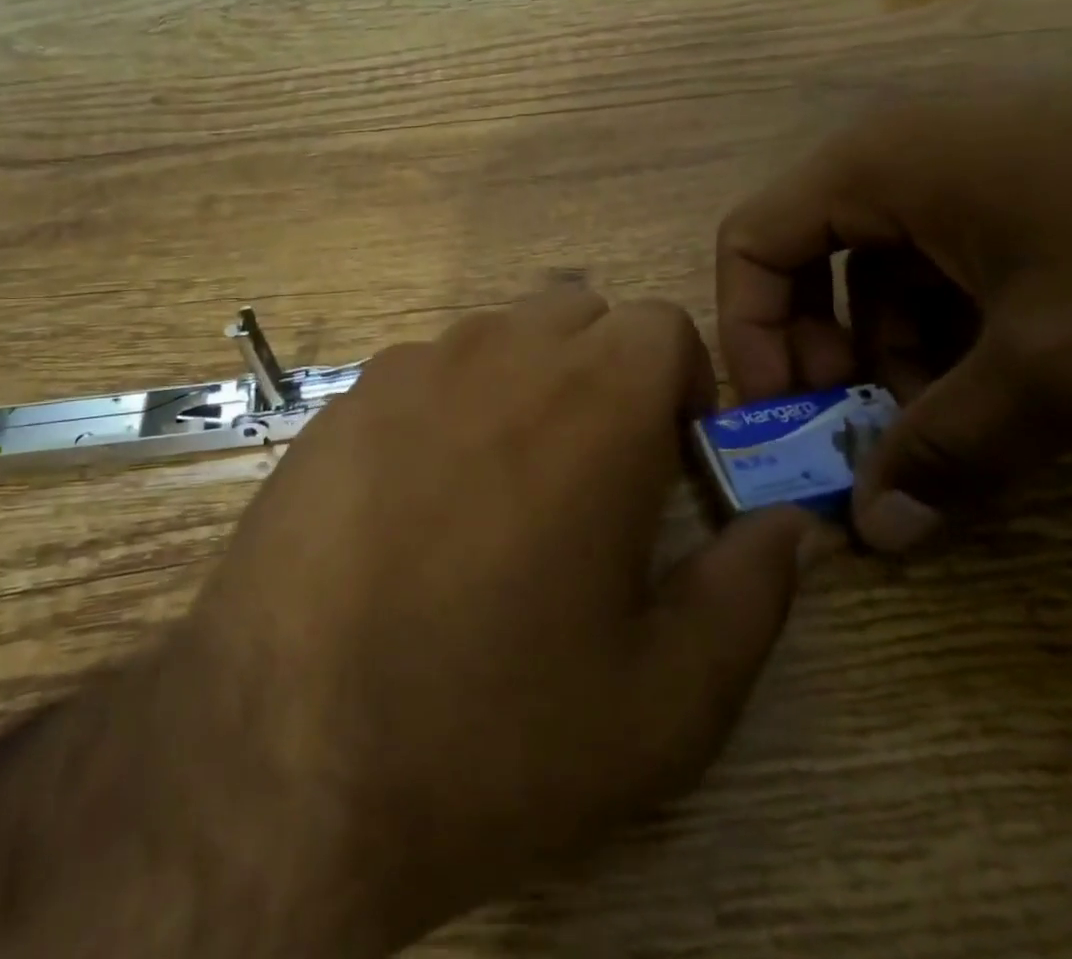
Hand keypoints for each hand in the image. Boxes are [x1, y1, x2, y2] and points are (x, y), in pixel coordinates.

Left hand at [177, 288, 822, 951]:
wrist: (282, 758)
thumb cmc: (494, 729)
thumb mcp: (664, 699)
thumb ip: (750, 595)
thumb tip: (790, 526)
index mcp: (595, 401)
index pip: (662, 325)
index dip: (683, 384)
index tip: (674, 456)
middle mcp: (499, 354)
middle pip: (580, 314)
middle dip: (608, 373)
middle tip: (596, 472)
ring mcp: (408, 367)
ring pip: (499, 336)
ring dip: (526, 384)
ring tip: (504, 491)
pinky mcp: (342, 400)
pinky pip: (424, 371)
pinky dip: (449, 406)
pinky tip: (419, 502)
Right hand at [716, 18, 1071, 553]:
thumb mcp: (1063, 367)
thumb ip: (951, 451)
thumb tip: (874, 536)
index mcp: (871, 164)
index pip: (749, 245)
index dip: (752, 338)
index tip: (792, 417)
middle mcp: (897, 147)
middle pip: (807, 256)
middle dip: (827, 351)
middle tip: (871, 425)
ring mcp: (963, 153)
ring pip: (882, 263)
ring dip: (897, 347)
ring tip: (959, 416)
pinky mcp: (1022, 168)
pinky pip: (945, 250)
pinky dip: (953, 318)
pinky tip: (1012, 371)